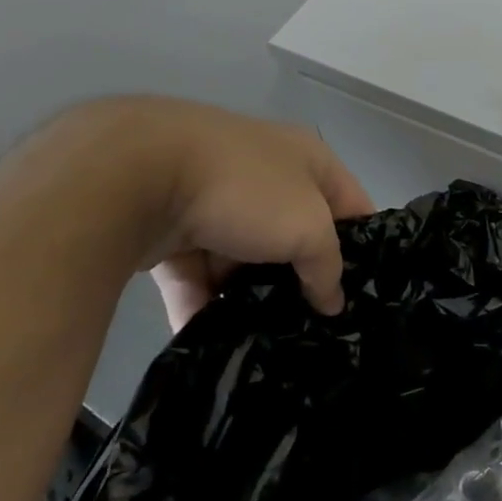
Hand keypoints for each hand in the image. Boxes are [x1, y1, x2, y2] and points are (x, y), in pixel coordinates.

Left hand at [90, 100, 372, 328]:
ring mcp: (215, 198)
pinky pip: (196, 271)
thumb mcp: (308, 227)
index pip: (350, 204)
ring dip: (249, 295)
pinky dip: (202, 302)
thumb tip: (332, 301)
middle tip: (312, 324)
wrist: (137, 173)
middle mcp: (265, 173)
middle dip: (300, 277)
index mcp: (307, 158)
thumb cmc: (246, 189)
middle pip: (295, 233)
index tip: (364, 294)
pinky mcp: (170, 226)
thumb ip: (328, 266)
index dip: (363, 246)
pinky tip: (212, 342)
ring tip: (263, 340)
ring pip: (243, 256)